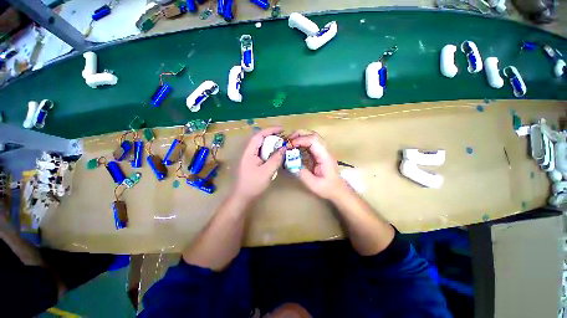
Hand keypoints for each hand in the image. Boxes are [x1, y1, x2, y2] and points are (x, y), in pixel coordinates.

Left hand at [233, 126, 284, 201]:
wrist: (243, 197)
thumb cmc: (253, 184)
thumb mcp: (267, 172)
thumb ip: (276, 159)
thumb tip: (284, 148)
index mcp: (249, 152)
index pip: (259, 136)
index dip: (270, 130)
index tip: (281, 129)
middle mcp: (249, 152)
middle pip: (260, 139)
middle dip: (272, 136)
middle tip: (283, 138)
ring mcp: (250, 157)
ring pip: (261, 146)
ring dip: (271, 144)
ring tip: (281, 144)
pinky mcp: (253, 162)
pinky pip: (262, 153)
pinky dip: (269, 151)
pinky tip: (275, 154)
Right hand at [289, 130, 350, 199]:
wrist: (338, 190)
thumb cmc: (328, 188)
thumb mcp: (313, 184)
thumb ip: (302, 173)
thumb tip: (291, 163)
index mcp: (325, 156)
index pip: (313, 141)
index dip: (300, 140)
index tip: (289, 145)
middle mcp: (324, 151)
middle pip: (313, 135)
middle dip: (299, 134)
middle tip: (287, 140)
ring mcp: (322, 151)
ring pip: (312, 137)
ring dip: (300, 137)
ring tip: (289, 142)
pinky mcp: (319, 154)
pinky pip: (310, 144)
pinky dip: (301, 143)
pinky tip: (294, 148)